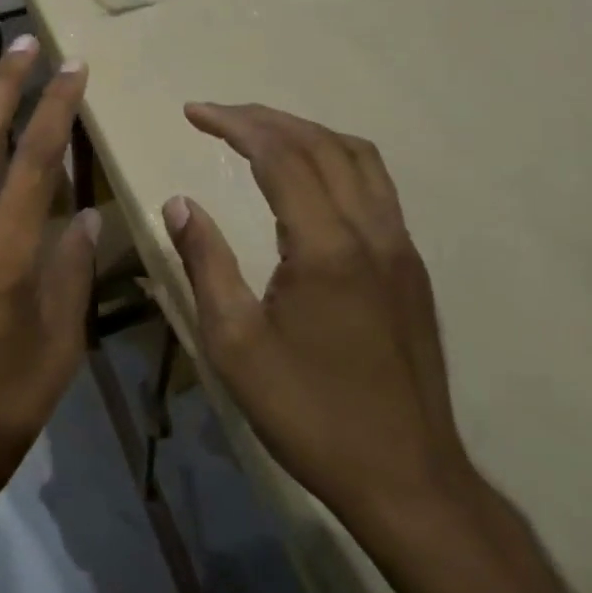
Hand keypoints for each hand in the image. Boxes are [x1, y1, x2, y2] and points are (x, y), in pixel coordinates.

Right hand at [163, 103, 470, 525]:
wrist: (408, 480)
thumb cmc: (309, 412)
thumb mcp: (234, 343)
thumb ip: (205, 262)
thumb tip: (180, 203)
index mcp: (327, 247)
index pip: (280, 155)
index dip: (234, 124)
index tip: (194, 112)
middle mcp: (371, 232)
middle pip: (320, 144)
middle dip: (265, 118)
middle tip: (216, 114)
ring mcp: (400, 247)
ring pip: (358, 157)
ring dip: (305, 132)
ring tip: (259, 132)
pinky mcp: (411, 267)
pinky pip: (375, 185)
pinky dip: (334, 158)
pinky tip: (307, 178)